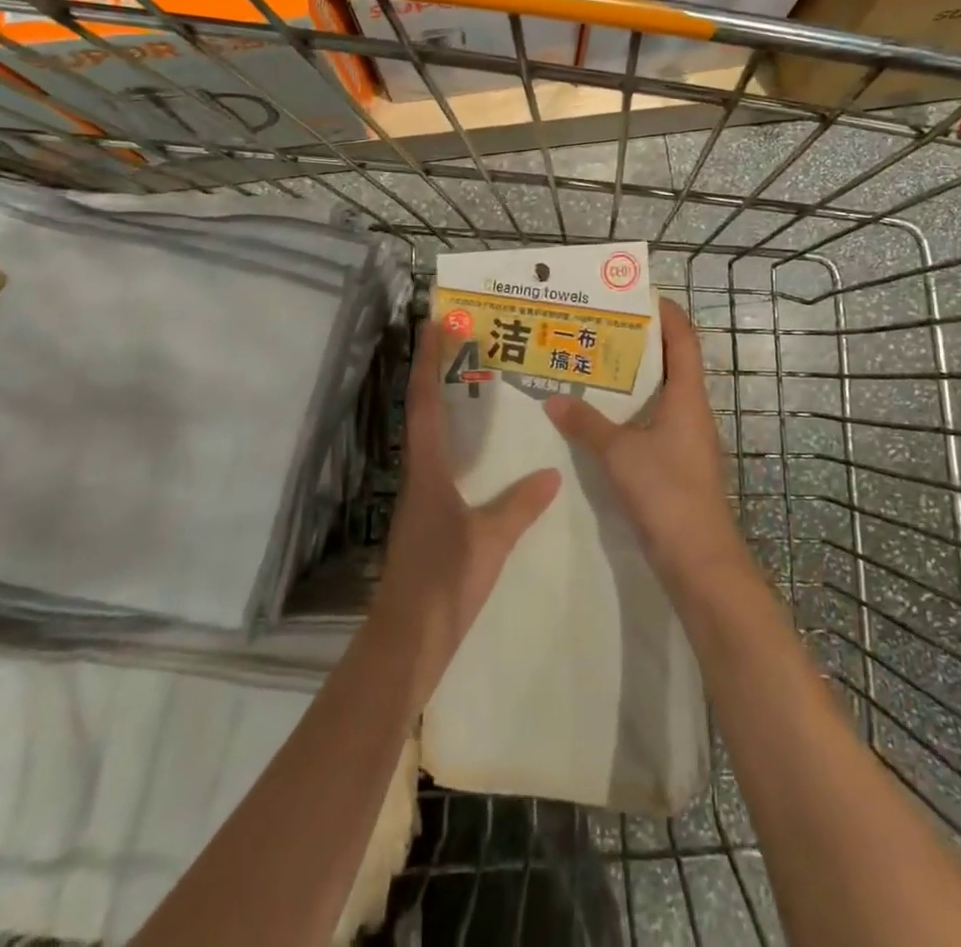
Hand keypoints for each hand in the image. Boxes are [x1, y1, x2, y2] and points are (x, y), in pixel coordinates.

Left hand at [371, 319, 561, 701]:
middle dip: (435, 371)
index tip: (433, 323)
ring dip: (443, 401)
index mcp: (427, 470)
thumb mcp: (490, 541)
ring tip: (470, 378)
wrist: (409, 638)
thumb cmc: (445, 582)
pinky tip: (477, 447)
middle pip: (422, 410)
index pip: (426, 403)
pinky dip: (453, 437)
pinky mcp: (427, 515)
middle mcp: (418, 474)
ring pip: (428, 434)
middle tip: (457, 338)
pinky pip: (439, 460)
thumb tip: (551, 474)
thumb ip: (520, 506)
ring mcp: (420, 495)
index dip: (428, 362)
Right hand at [544, 297, 746, 591]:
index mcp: (687, 396)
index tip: (636, 295)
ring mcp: (686, 437)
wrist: (698, 557)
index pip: (683, 338)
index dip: (665, 312)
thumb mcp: (619, 453)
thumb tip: (554, 398)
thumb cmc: (666, 491)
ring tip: (593, 363)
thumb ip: (586, 423)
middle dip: (638, 342)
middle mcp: (691, 409)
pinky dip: (629, 410)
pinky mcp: (676, 461)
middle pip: (670, 362)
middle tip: (598, 327)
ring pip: (659, 393)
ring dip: (632, 377)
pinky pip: (652, 421)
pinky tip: (598, 415)